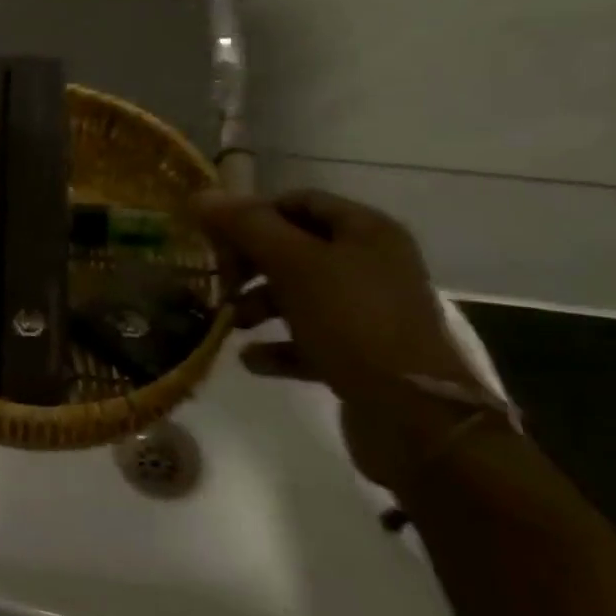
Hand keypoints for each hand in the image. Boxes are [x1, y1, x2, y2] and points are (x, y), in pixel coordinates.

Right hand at [193, 189, 483, 489]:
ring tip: (229, 322)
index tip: (216, 233)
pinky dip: (279, 346)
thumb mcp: (294, 264)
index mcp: (367, 232)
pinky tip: (250, 359)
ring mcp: (370, 313)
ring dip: (259, 305)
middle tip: (218, 278)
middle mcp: (373, 265)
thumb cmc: (352, 322)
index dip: (255, 213)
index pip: (300, 202)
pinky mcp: (364, 356)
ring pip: (301, 295)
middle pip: (297, 249)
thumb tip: (201, 196)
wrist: (414, 420)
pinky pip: (311, 339)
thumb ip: (247, 226)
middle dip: (252, 263)